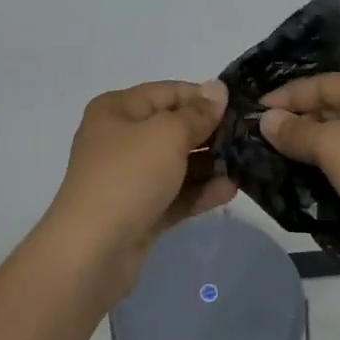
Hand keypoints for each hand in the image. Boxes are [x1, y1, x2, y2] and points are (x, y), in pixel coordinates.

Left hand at [39, 80, 237, 301]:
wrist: (92, 251)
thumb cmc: (128, 176)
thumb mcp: (167, 135)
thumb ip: (197, 113)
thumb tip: (218, 89)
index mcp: (117, 110)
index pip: (167, 92)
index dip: (202, 97)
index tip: (238, 107)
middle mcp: (119, 139)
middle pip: (172, 127)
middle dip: (209, 132)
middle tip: (248, 137)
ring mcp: (128, 178)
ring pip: (175, 163)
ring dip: (209, 163)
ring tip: (246, 164)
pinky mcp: (138, 212)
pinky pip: (174, 194)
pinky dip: (198, 191)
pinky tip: (230, 190)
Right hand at [260, 73, 339, 287]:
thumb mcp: (337, 147)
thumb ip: (298, 131)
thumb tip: (267, 119)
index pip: (326, 83)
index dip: (288, 96)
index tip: (254, 110)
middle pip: (338, 109)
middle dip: (300, 123)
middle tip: (261, 139)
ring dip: (315, 150)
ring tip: (276, 161)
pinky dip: (335, 172)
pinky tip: (309, 185)